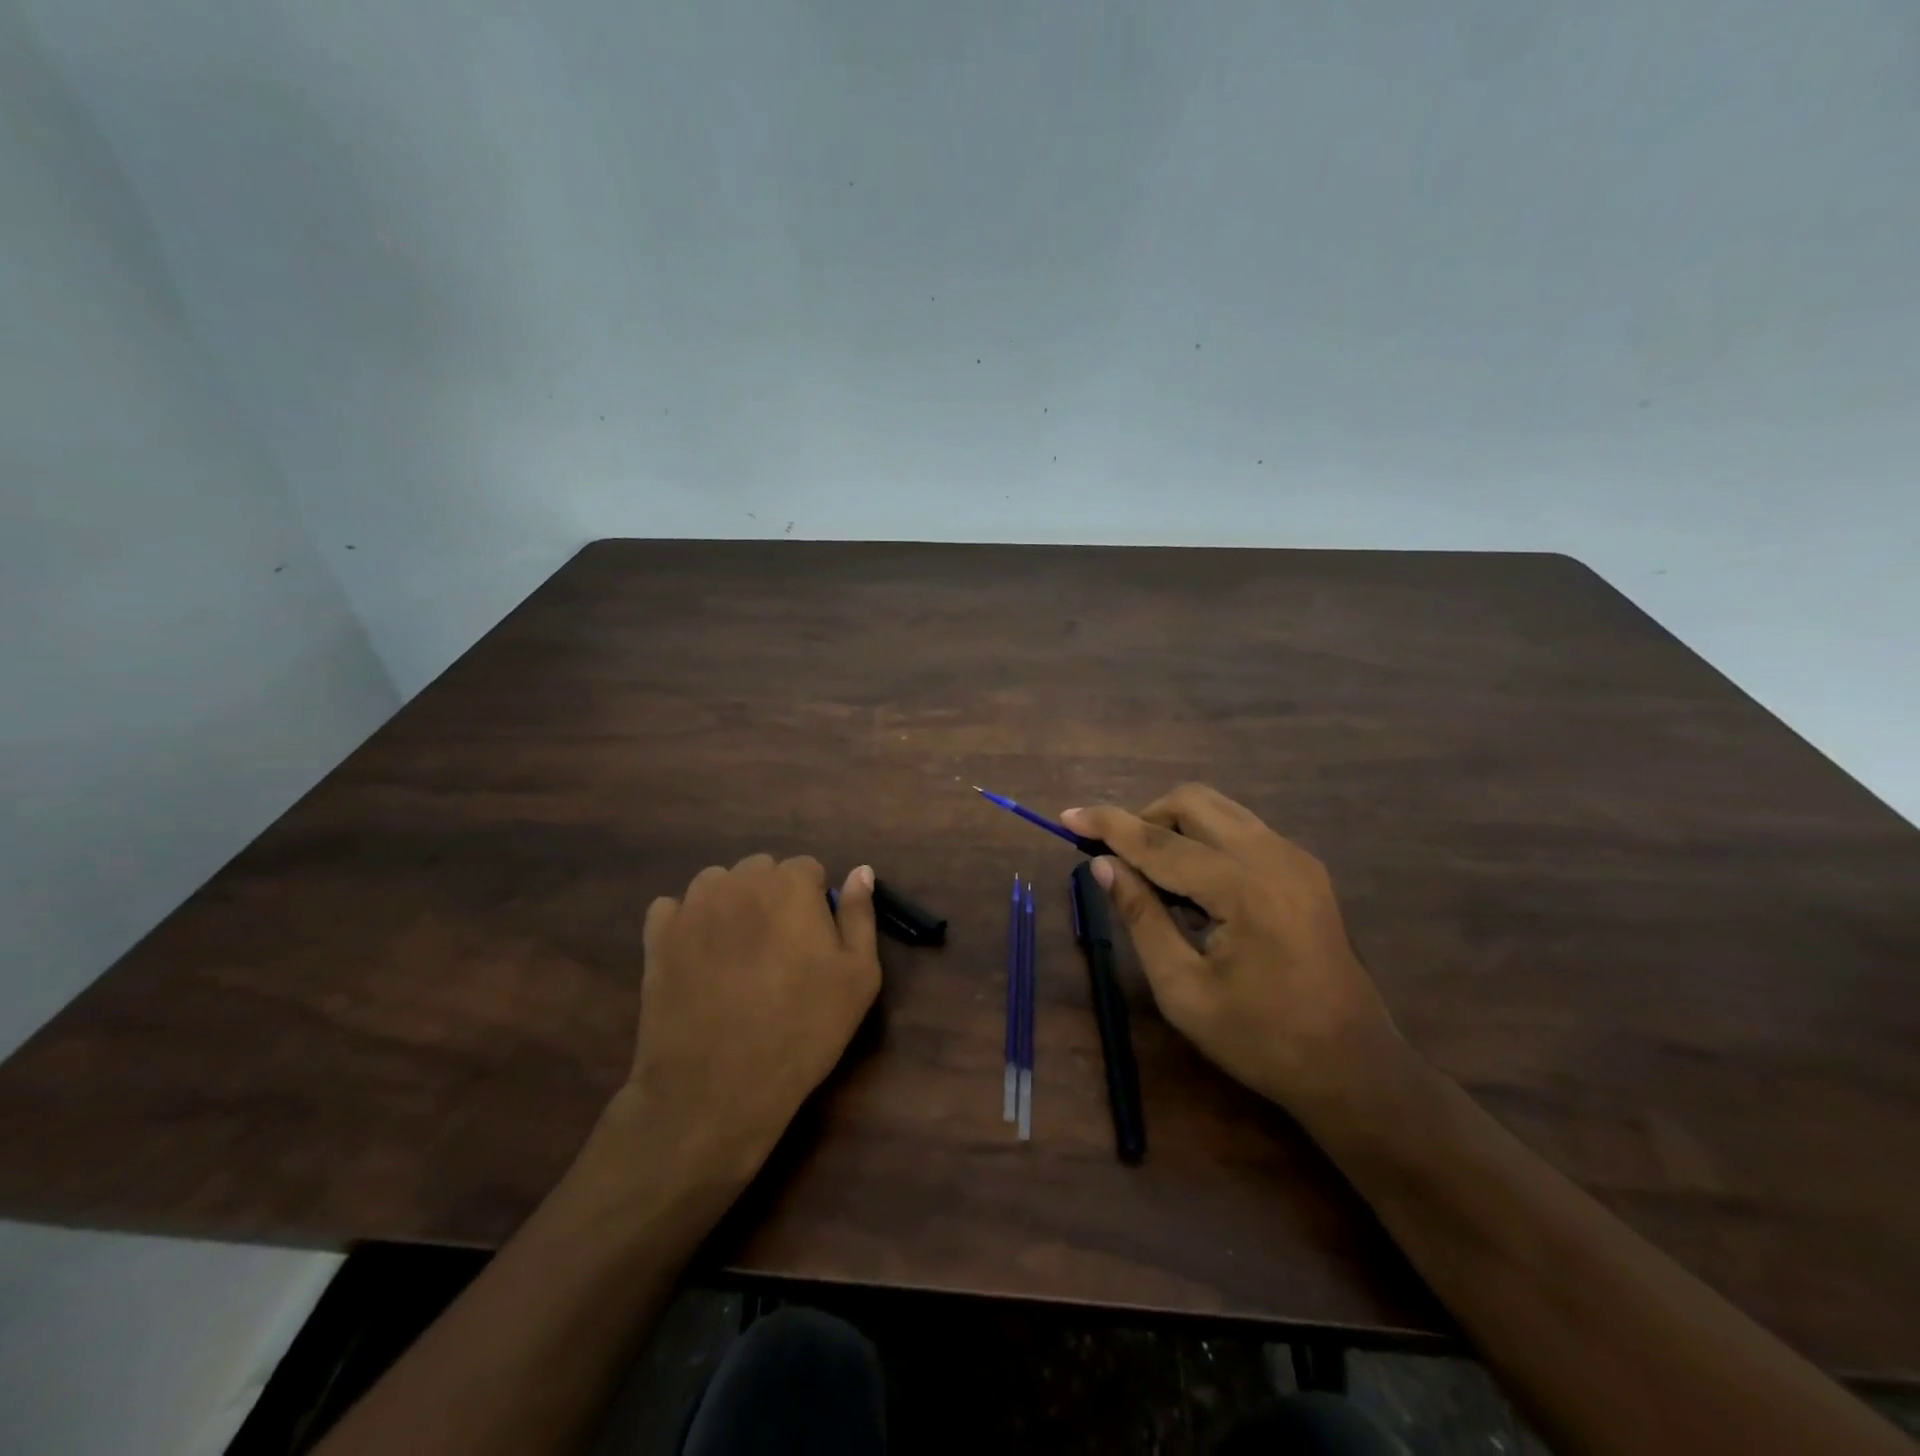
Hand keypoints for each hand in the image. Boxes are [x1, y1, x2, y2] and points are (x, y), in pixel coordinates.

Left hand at [588, 856, 881, 1205]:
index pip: (808, 870)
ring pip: (718, 884)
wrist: (718, 1086)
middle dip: (773, 897)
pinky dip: (687, 923)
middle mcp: (740, 881)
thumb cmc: (802, 1029)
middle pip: (762, 870)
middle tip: (778, 950)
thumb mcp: (859, 976)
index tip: (813, 942)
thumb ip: (860, 914)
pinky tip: (698, 958)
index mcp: (791, 884)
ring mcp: (693, 906)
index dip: (814, 903)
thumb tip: (861, 871)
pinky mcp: (658, 936)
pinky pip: (674, 909)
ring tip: (737, 953)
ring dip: (731, 904)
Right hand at [1063, 786, 1400, 1122]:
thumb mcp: (1183, 990)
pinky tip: (1194, 886)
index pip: (1160, 842)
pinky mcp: (1304, 868)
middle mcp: (1274, 857)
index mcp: (1245, 890)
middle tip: (1117, 858)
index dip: (1108, 825)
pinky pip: (1240, 830)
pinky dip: (1203, 840)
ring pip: (1219, 810)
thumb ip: (1141, 917)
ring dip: (1174, 826)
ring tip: (1151, 874)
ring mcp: (1295, 858)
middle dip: (1144, 817)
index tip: (1067, 815)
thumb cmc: (1261, 1041)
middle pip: (1193, 802)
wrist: (1354, 1069)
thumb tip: (1103, 865)